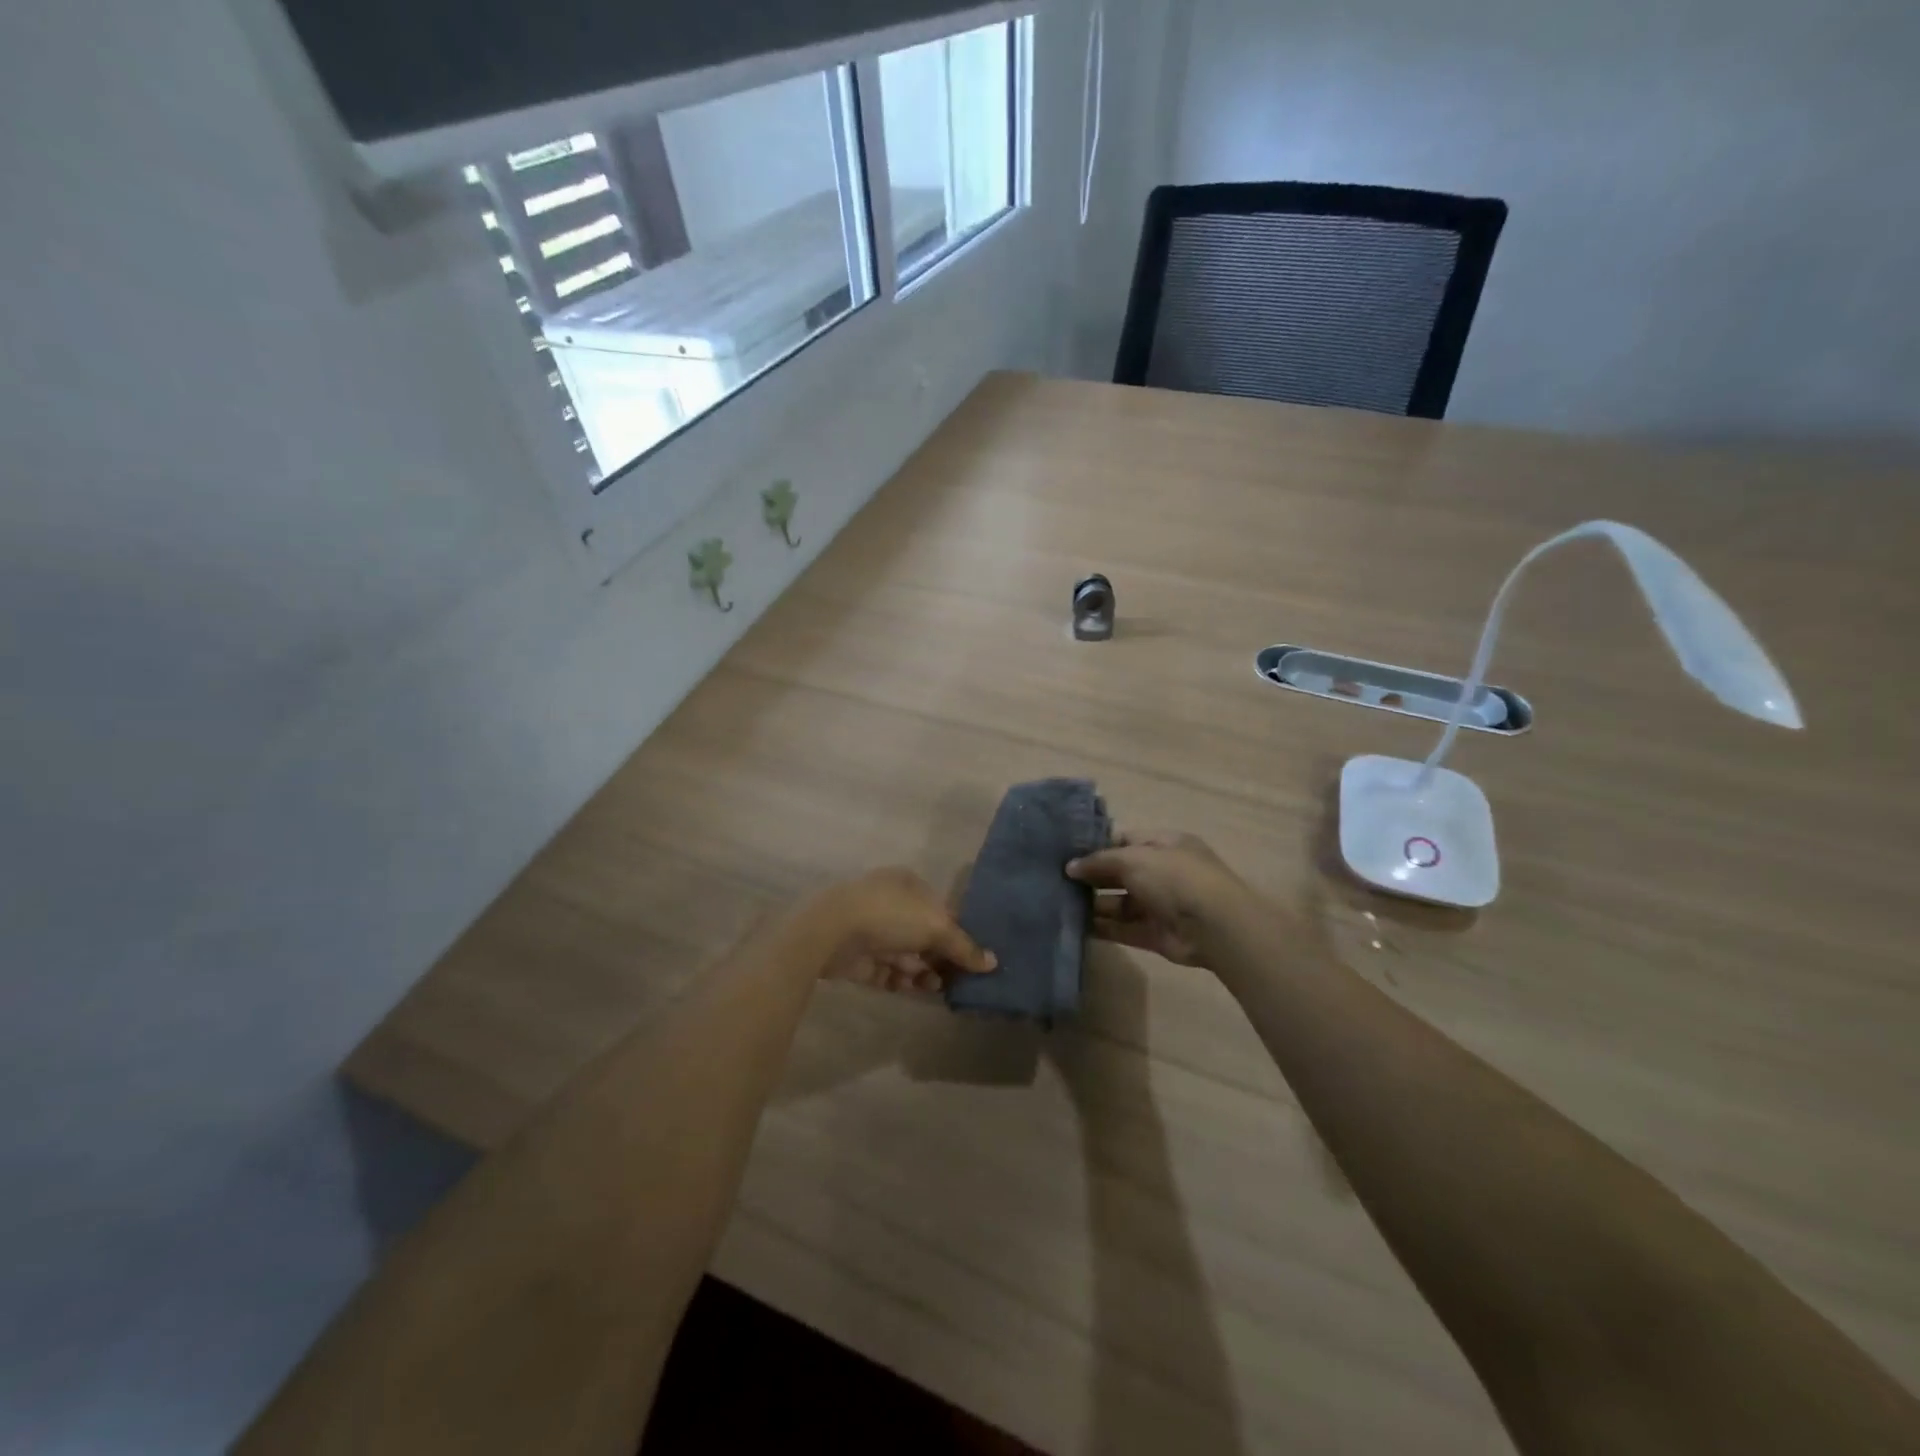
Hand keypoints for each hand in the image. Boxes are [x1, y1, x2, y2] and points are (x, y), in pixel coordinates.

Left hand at [811, 867, 996, 993]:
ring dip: (923, 971)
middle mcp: (890, 903)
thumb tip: (992, 963)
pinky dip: (902, 980)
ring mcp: (872, 930)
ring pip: (906, 955)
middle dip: (940, 957)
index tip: (973, 957)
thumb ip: (964, 947)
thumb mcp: (936, 927)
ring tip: (936, 987)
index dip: (958, 933)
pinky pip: (887, 971)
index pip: (941, 909)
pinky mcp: (859, 957)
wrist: (831, 932)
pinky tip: (915, 989)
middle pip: (924, 935)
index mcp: (908, 884)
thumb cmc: (890, 916)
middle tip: (958, 979)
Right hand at [1065, 831, 1252, 966]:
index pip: (1125, 841)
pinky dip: (1103, 929)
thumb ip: (1100, 861)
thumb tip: (1070, 867)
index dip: (1097, 846)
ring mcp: (1160, 905)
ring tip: (1060, 904)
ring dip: (1094, 905)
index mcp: (1164, 844)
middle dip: (1092, 877)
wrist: (1214, 925)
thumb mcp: (1133, 858)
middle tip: (1056, 881)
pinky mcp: (1156, 935)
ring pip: (1120, 903)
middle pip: (1121, 873)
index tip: (1066, 853)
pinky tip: (1077, 927)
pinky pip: (1124, 929)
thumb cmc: (1174, 878)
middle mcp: (1163, 873)